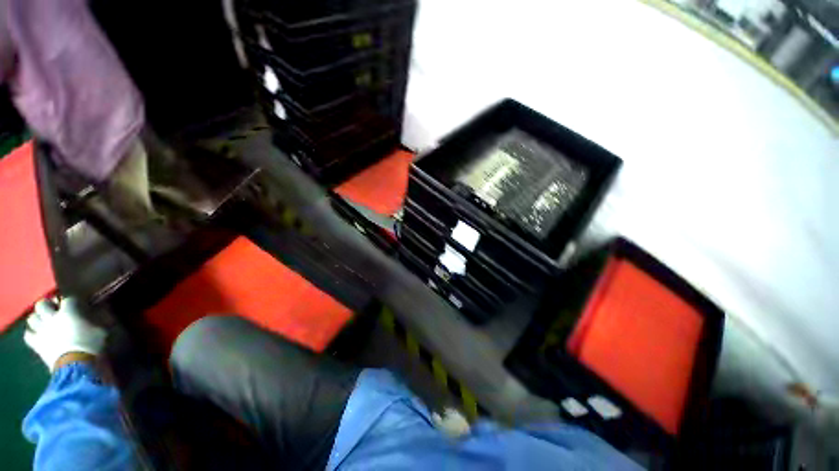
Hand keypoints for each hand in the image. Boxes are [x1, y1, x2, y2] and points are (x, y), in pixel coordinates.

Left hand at [24, 297, 106, 371]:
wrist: (76, 365)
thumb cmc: (91, 345)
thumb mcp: (101, 331)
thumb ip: (95, 321)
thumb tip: (96, 315)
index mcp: (68, 312)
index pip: (68, 299)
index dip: (72, 301)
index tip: (77, 305)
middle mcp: (52, 317)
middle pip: (42, 304)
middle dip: (47, 305)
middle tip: (53, 309)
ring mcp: (42, 331)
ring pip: (32, 318)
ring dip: (37, 318)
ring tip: (44, 321)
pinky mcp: (37, 344)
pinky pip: (28, 335)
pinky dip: (32, 333)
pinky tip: (37, 335)